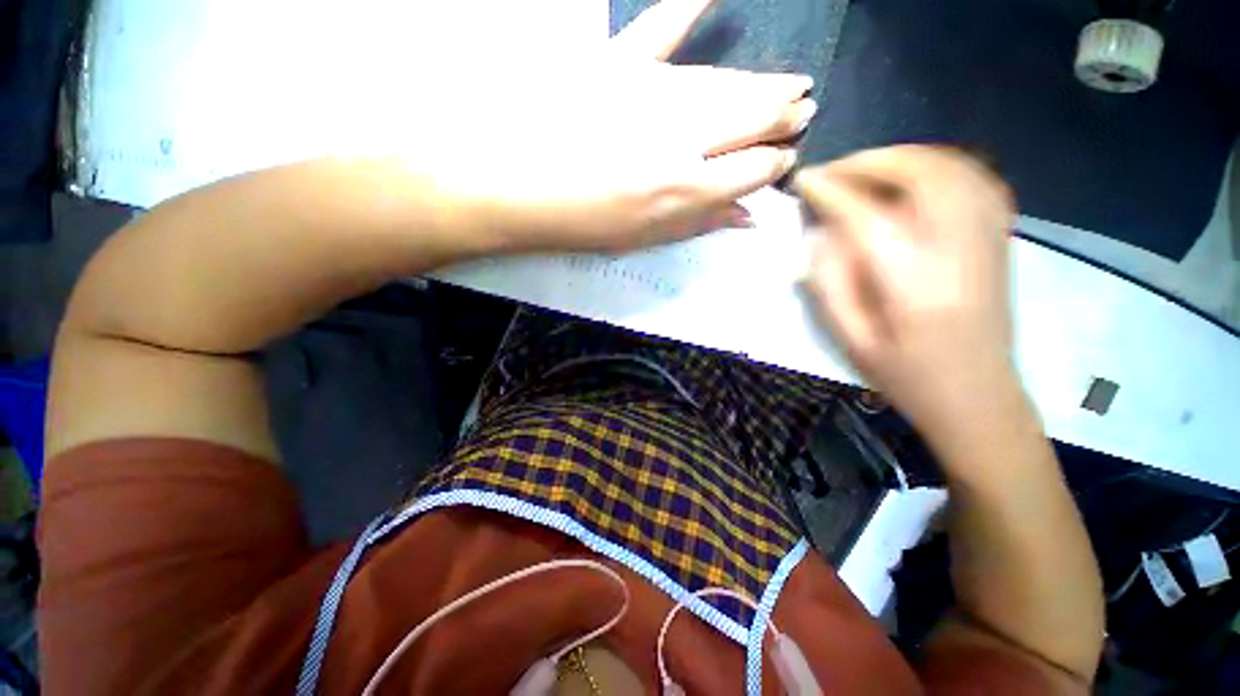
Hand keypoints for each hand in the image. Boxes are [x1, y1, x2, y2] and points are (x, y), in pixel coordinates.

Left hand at [385, 0, 813, 252]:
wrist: (513, 186)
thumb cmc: (580, 223)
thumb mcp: (642, 238)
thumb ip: (697, 224)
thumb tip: (747, 218)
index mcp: (684, 188)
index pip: (750, 171)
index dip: (773, 164)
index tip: (786, 159)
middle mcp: (681, 138)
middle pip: (746, 120)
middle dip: (781, 116)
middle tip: (804, 108)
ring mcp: (650, 96)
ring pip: (721, 84)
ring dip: (758, 83)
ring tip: (787, 82)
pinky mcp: (617, 66)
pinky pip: (660, 29)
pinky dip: (687, 8)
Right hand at [793, 146, 1017, 426]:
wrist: (978, 396)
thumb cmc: (907, 376)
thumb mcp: (851, 340)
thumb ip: (829, 285)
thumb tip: (818, 235)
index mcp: (915, 285)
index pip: (868, 217)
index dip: (832, 192)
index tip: (805, 180)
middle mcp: (959, 251)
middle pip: (922, 175)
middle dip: (871, 162)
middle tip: (834, 171)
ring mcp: (989, 239)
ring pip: (953, 168)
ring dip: (905, 157)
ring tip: (867, 168)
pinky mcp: (1000, 238)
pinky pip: (976, 179)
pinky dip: (940, 165)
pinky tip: (914, 177)